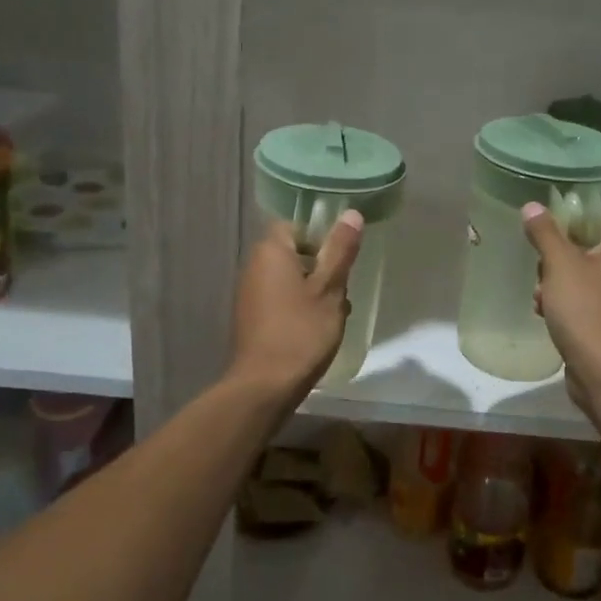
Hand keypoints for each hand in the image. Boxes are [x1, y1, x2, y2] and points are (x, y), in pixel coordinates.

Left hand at [227, 211, 364, 399]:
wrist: (264, 386)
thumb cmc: (301, 332)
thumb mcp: (329, 289)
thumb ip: (340, 250)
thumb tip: (351, 214)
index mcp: (270, 252)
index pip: (295, 226)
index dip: (320, 237)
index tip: (340, 258)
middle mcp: (254, 267)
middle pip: (293, 254)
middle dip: (321, 269)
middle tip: (343, 290)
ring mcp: (249, 294)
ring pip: (290, 280)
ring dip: (313, 292)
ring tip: (335, 314)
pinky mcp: (251, 319)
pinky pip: (280, 301)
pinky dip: (299, 309)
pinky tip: (317, 331)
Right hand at [522, 204, 600, 409]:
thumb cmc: (586, 309)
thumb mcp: (560, 264)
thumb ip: (545, 232)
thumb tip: (532, 205)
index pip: (592, 220)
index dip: (562, 228)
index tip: (540, 243)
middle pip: (584, 250)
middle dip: (555, 264)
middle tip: (542, 279)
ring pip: (582, 279)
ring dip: (555, 288)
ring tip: (542, 303)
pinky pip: (587, 303)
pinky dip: (567, 308)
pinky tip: (549, 318)